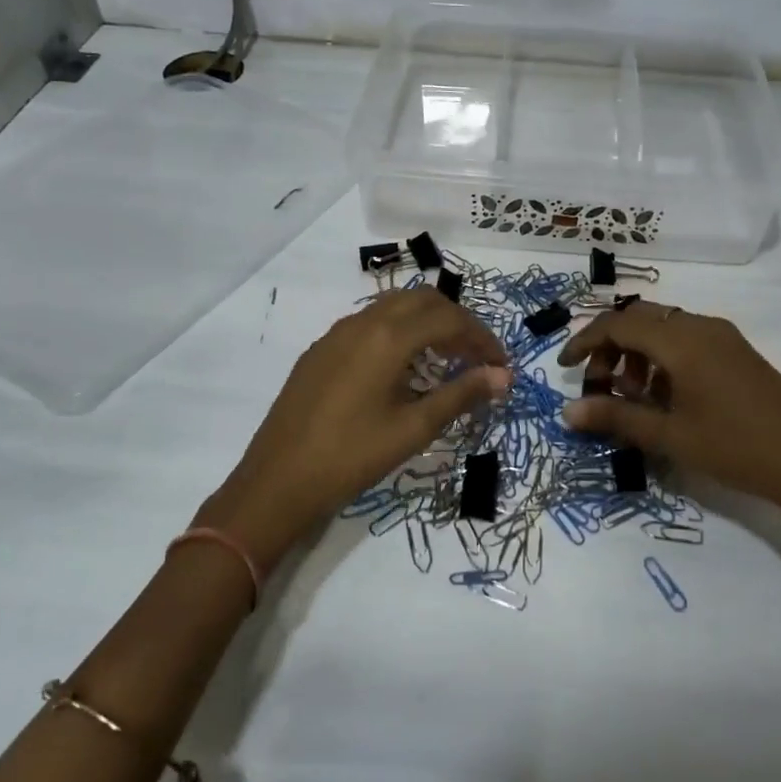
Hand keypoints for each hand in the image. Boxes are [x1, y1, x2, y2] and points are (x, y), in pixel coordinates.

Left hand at [198, 288, 510, 569]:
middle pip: (423, 301)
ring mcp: (336, 334)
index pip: (449, 320)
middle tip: (477, 358)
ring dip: (426, 323)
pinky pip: (369, 324)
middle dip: (457, 322)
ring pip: (393, 307)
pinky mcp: (320, 350)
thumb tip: (502, 377)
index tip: (501, 366)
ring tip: (445, 360)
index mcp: (387, 337)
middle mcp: (362, 322)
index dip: (482, 339)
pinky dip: (398, 332)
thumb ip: (460, 395)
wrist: (277, 481)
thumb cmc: (352, 456)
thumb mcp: (413, 429)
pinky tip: (402, 368)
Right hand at [558, 300, 780, 560]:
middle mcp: (700, 326)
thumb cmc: (733, 446)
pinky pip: (687, 340)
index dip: (585, 342)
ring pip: (664, 328)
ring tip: (633, 397)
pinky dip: (663, 359)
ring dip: (637, 354)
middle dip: (611, 346)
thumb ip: (615, 419)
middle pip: (640, 319)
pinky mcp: (737, 351)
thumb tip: (566, 413)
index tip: (564, 368)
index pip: (618, 324)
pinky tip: (665, 398)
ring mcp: (723, 337)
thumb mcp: (668, 435)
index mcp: (681, 340)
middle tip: (599, 385)